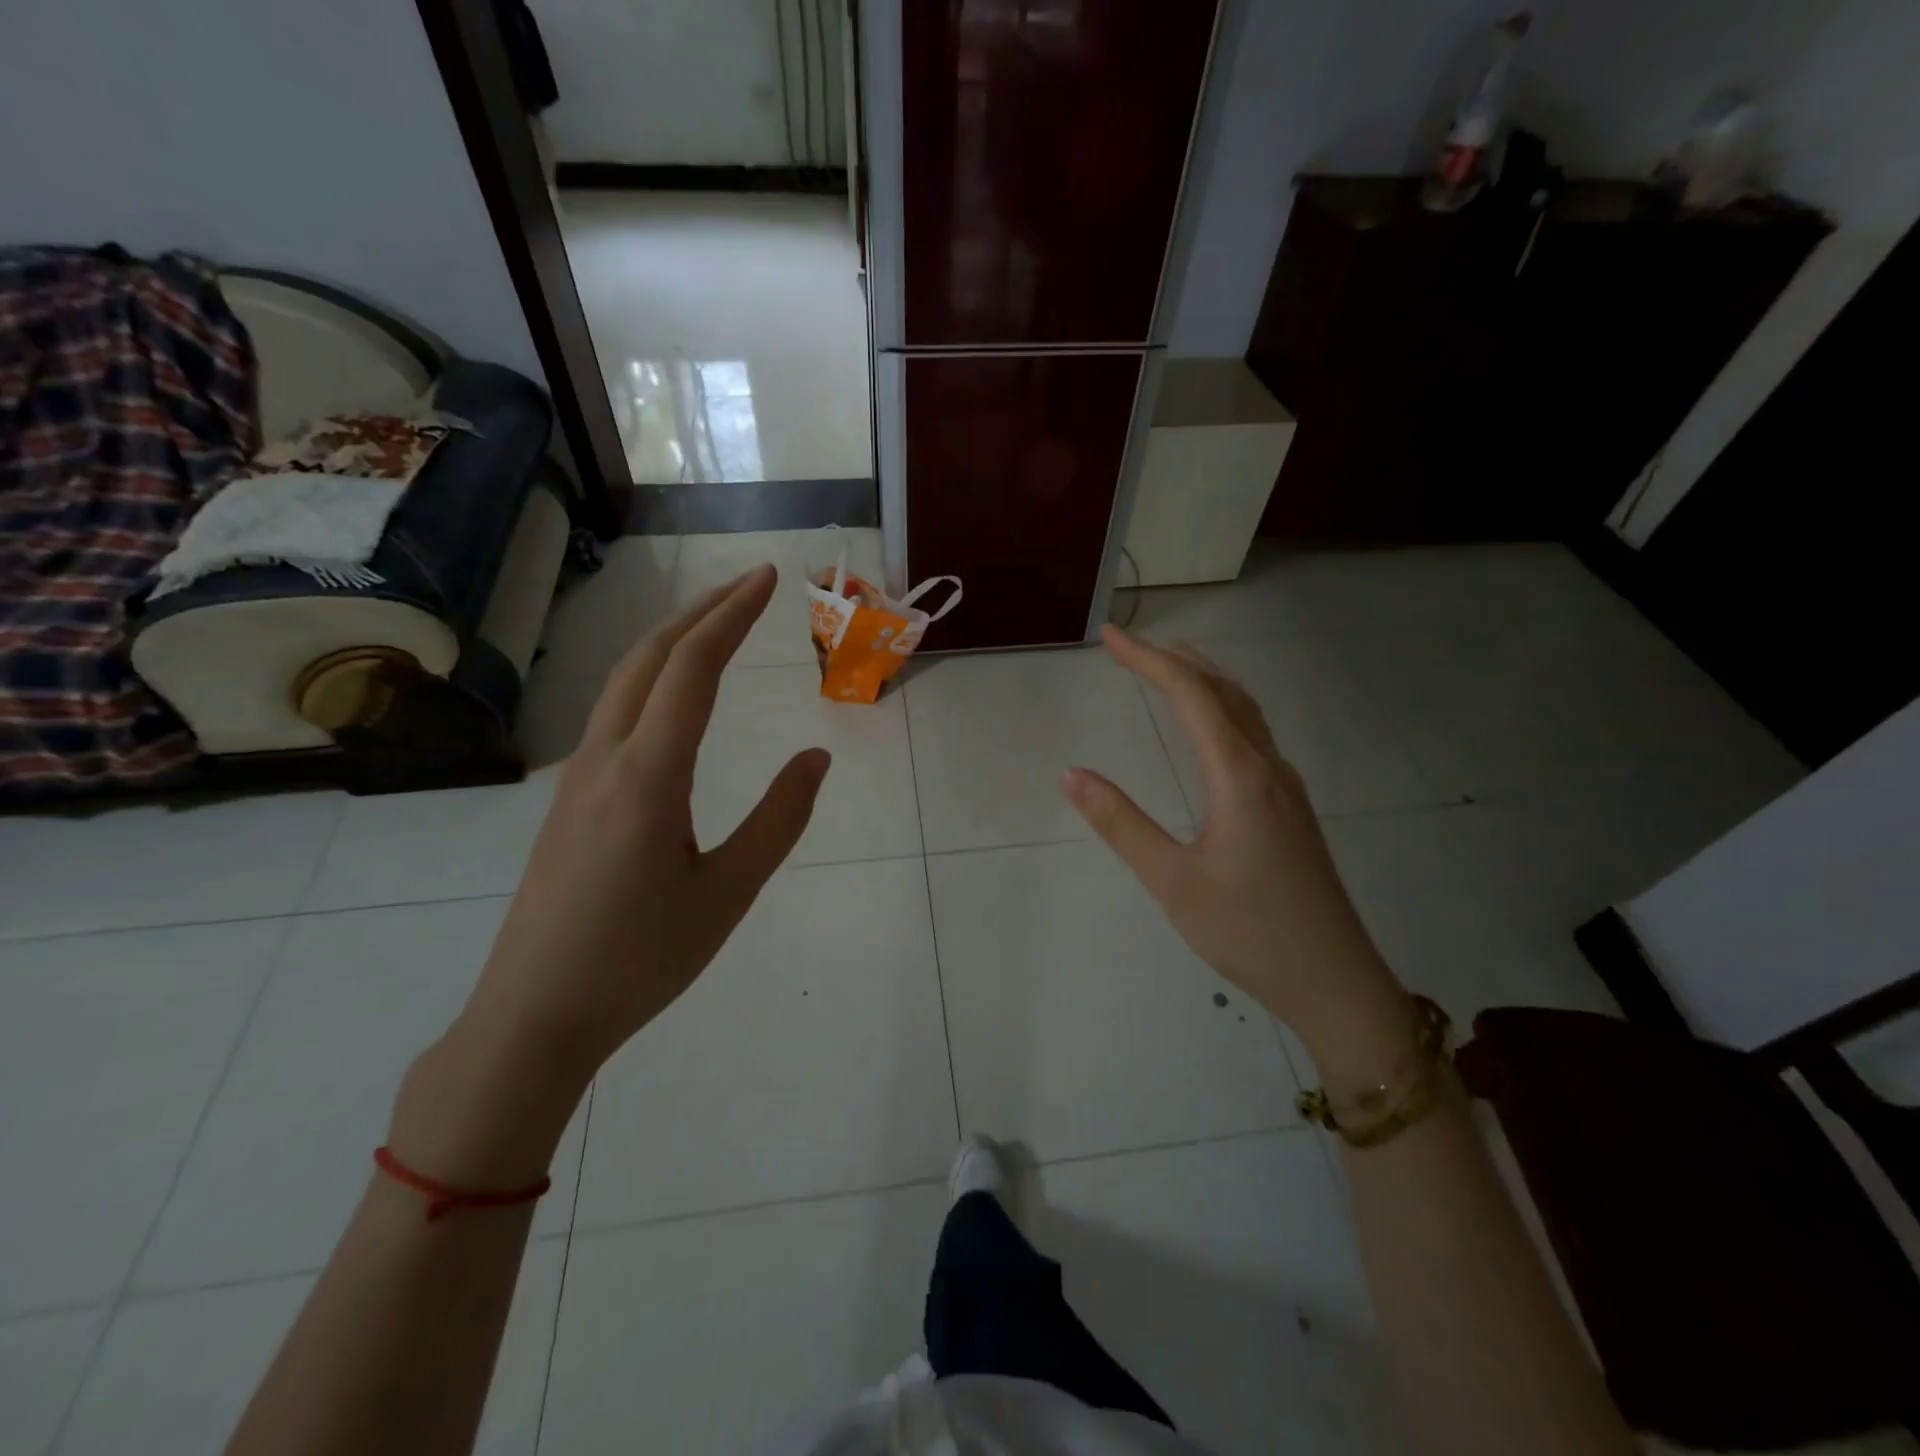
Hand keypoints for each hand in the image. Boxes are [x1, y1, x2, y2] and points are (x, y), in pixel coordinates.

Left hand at [410, 567, 828, 1165]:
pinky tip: (674, 697)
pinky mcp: (568, 799)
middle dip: (701, 611)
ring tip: (719, 625)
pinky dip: (653, 678)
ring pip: (624, 681)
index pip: (693, 668)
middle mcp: (604, 758)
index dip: (732, 615)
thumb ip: (779, 820)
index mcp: (647, 775)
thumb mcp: (728, 892)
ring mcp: (577, 776)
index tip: (768, 579)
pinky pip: (613, 714)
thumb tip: (817, 759)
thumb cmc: (640, 959)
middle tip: (750, 587)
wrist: (533, 1017)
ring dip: (673, 640)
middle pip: (650, 657)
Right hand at [1062, 627, 1413, 1070]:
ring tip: (1167, 666)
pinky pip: (1254, 734)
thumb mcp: (1172, 880)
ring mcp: (1286, 786)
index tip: (1111, 637)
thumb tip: (1072, 774)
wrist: (1334, 980)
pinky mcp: (1290, 807)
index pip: (1191, 696)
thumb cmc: (1248, 931)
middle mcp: (1268, 767)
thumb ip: (1121, 824)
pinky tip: (1210, 725)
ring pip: (1245, 710)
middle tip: (1130, 644)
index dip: (1149, 660)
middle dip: (1175, 659)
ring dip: (1204, 679)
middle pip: (1223, 690)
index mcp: (1240, 775)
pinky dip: (1222, 707)